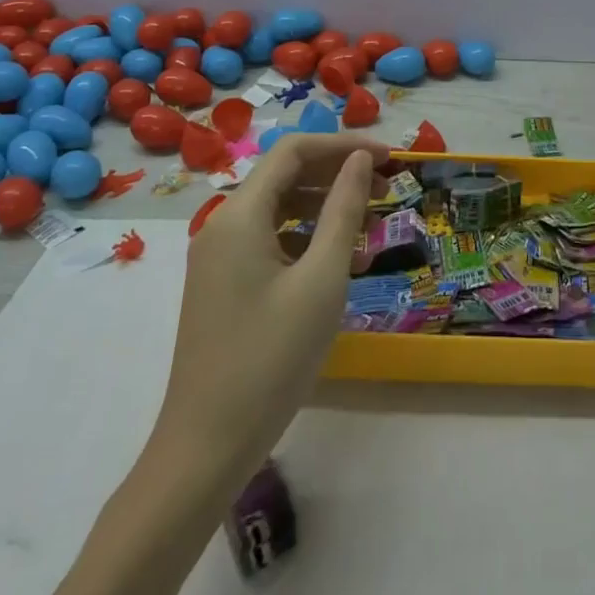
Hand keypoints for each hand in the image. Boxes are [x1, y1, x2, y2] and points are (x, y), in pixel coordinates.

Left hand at [152, 133, 384, 478]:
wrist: (206, 448)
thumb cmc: (271, 358)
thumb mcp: (322, 279)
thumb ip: (344, 210)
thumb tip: (359, 159)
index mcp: (240, 215)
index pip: (294, 151)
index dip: (344, 145)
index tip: (387, 158)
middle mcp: (223, 226)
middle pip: (287, 176)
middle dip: (338, 174)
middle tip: (387, 188)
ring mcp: (219, 257)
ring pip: (280, 209)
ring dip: (326, 207)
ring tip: (370, 226)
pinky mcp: (224, 284)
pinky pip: (270, 240)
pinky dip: (307, 238)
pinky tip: (339, 261)